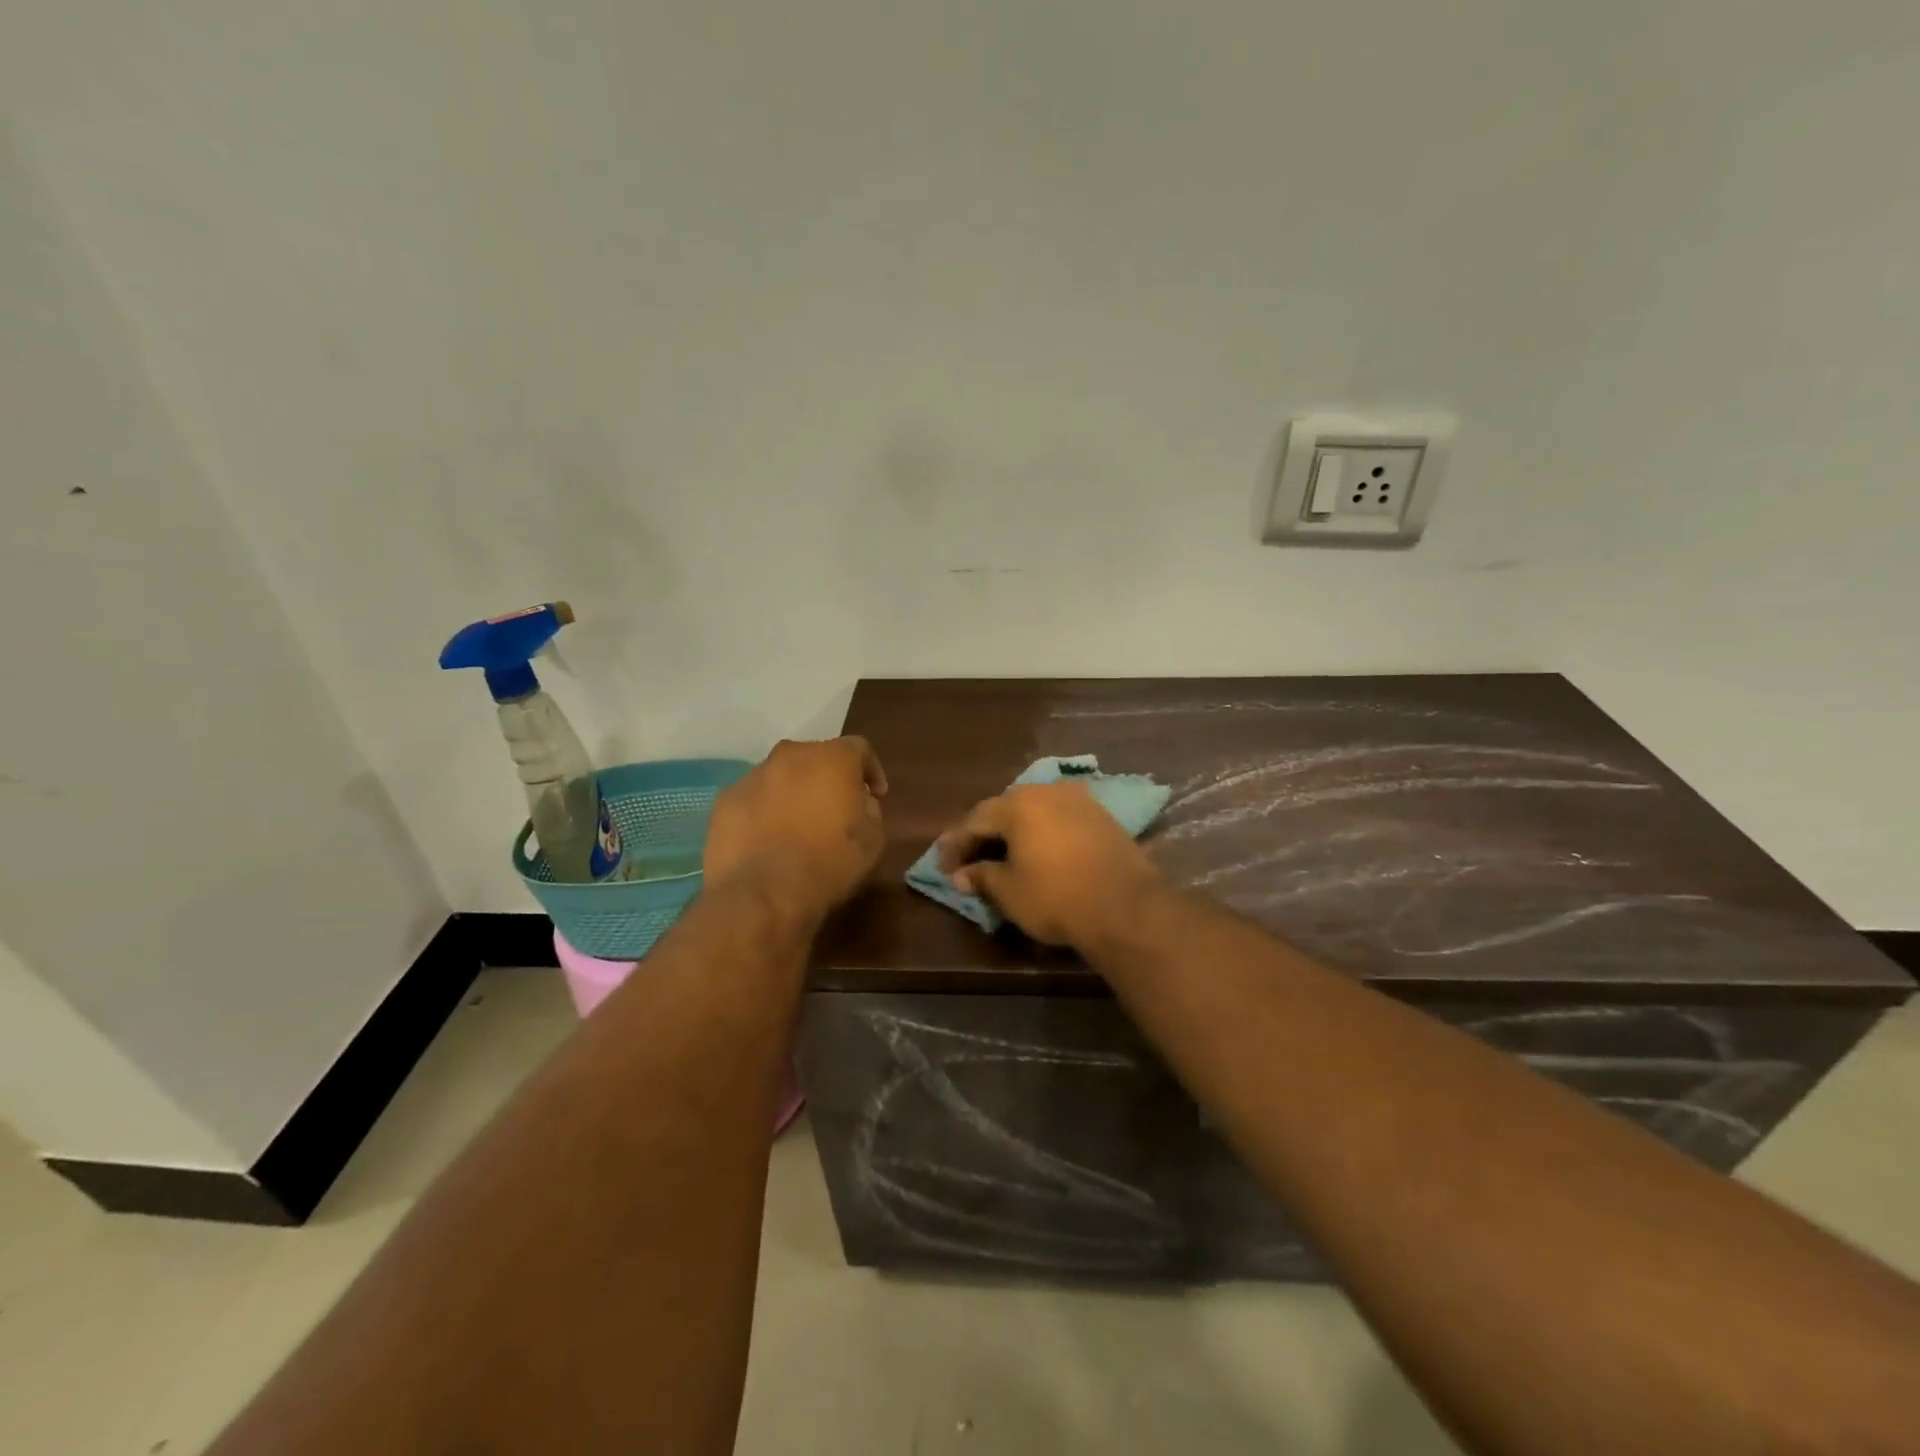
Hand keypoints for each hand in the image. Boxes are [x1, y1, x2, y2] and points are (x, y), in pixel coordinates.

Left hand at [703, 737, 888, 923]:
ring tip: (798, 826)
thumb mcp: (872, 839)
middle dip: (828, 778)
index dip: (870, 770)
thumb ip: (869, 809)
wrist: (762, 894)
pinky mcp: (725, 799)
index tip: (875, 794)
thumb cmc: (828, 864)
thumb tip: (858, 800)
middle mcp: (791, 755)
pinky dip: (764, 810)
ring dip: (794, 793)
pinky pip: (754, 797)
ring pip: (782, 776)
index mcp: (832, 758)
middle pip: (816, 757)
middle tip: (835, 808)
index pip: (859, 748)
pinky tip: (767, 839)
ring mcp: (753, 775)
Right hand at [936, 782, 1163, 948]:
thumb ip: (981, 877)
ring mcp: (1078, 800)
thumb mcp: (1009, 892)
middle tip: (971, 858)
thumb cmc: (1057, 897)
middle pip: (1005, 809)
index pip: (975, 820)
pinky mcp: (1102, 815)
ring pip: (1035, 810)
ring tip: (1004, 854)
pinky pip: (1060, 818)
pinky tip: (1040, 851)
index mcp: (1017, 804)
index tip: (943, 866)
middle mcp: (1046, 791)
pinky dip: (1043, 832)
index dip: (956, 843)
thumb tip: (961, 875)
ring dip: (1016, 830)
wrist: (1126, 906)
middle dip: (985, 833)